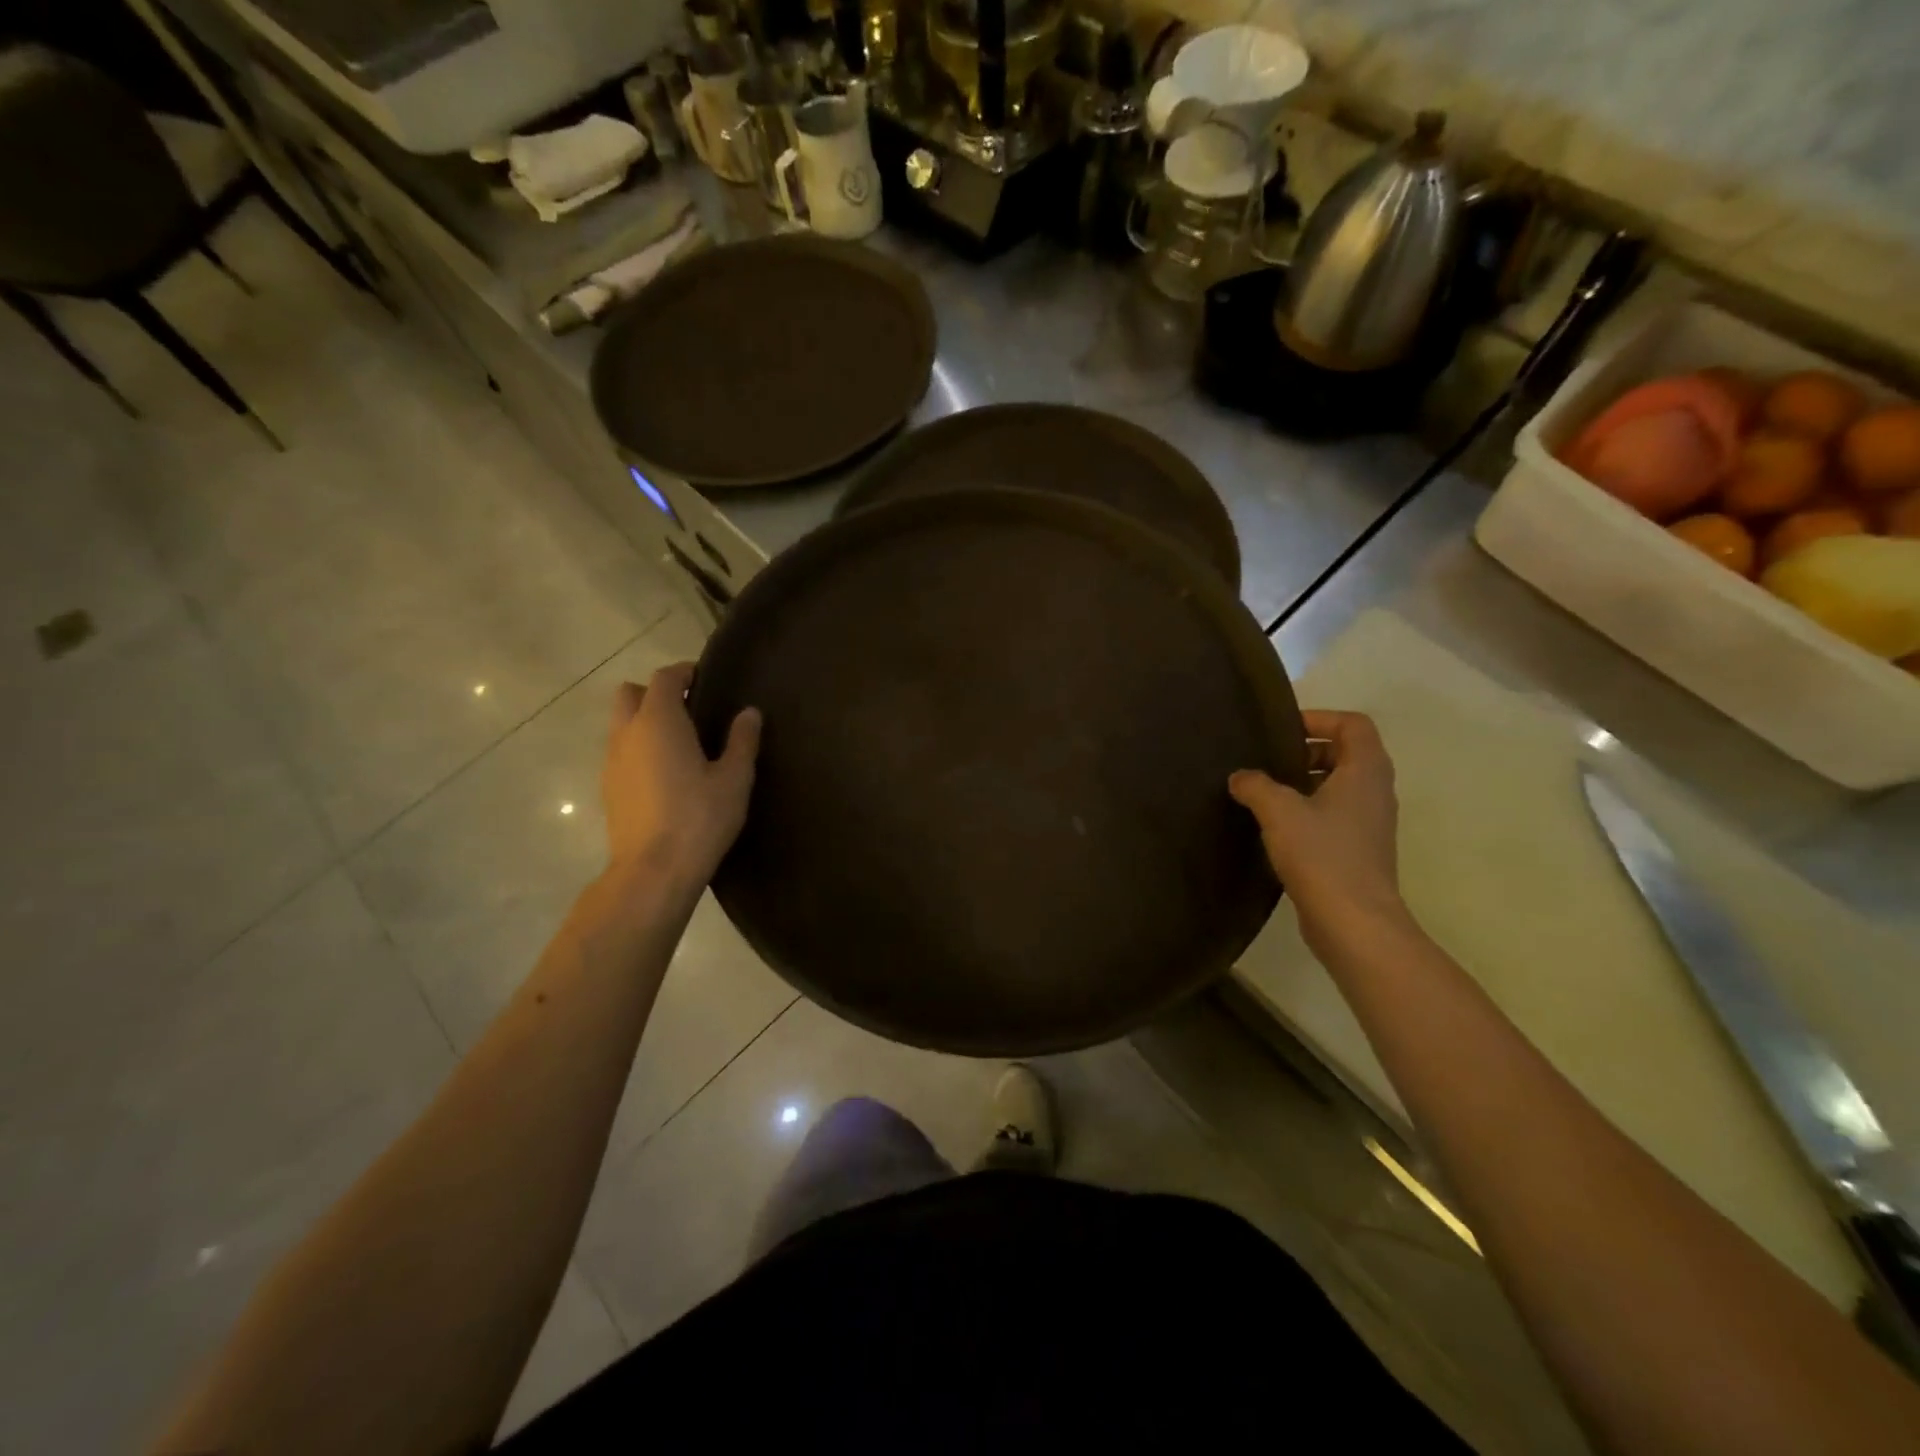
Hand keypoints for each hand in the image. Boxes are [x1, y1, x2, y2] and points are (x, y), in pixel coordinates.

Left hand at [602, 663, 760, 884]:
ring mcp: (612, 762)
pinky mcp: (608, 789)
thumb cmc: (700, 818)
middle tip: (688, 707)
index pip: (664, 678)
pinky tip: (665, 772)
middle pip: (630, 694)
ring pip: (621, 724)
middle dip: (655, 692)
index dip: (683, 672)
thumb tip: (749, 713)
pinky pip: (621, 752)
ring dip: (644, 721)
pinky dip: (639, 748)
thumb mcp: (734, 779)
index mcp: (659, 721)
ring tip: (680, 742)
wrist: (653, 871)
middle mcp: (627, 733)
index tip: (704, 677)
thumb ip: (742, 741)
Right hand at [1229, 710, 1409, 956]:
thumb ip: (1256, 785)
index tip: (1282, 730)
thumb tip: (1241, 776)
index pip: (1353, 724)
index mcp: (1365, 771)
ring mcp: (1370, 823)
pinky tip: (1275, 827)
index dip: (1319, 718)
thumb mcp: (1279, 811)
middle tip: (1270, 761)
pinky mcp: (1359, 850)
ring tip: (1265, 792)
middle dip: (1308, 750)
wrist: (1354, 923)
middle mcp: (1375, 791)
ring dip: (1305, 782)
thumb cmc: (1322, 855)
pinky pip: (1335, 814)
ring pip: (1340, 786)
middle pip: (1347, 752)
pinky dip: (1308, 810)